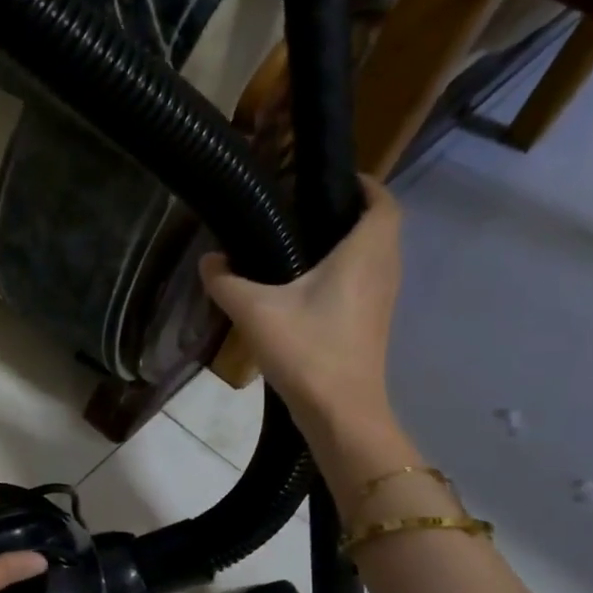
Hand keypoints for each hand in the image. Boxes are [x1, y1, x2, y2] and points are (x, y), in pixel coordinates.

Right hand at [201, 174, 402, 435]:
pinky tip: (306, 287)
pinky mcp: (373, 323)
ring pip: (374, 256)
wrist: (340, 412)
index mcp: (365, 252)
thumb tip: (208, 260)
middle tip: (305, 210)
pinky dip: (346, 272)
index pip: (381, 200)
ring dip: (349, 244)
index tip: (330, 181)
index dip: (363, 184)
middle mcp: (384, 268)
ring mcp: (383, 299)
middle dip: (349, 213)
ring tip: (302, 243)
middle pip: (379, 226)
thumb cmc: (306, 350)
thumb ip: (226, 281)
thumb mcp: (254, 311)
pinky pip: (366, 281)